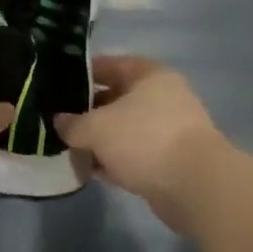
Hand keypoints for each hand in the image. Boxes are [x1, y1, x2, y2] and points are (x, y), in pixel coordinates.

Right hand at [55, 56, 230, 232]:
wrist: (195, 186)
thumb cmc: (144, 139)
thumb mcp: (97, 128)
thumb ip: (73, 124)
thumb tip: (59, 122)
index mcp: (148, 74)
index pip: (108, 65)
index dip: (81, 74)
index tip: (57, 86)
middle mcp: (161, 96)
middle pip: (116, 98)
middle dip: (87, 111)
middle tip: (59, 121)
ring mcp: (168, 129)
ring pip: (124, 129)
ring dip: (99, 139)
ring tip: (68, 148)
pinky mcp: (170, 160)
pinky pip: (133, 154)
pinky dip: (113, 160)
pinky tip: (89, 170)